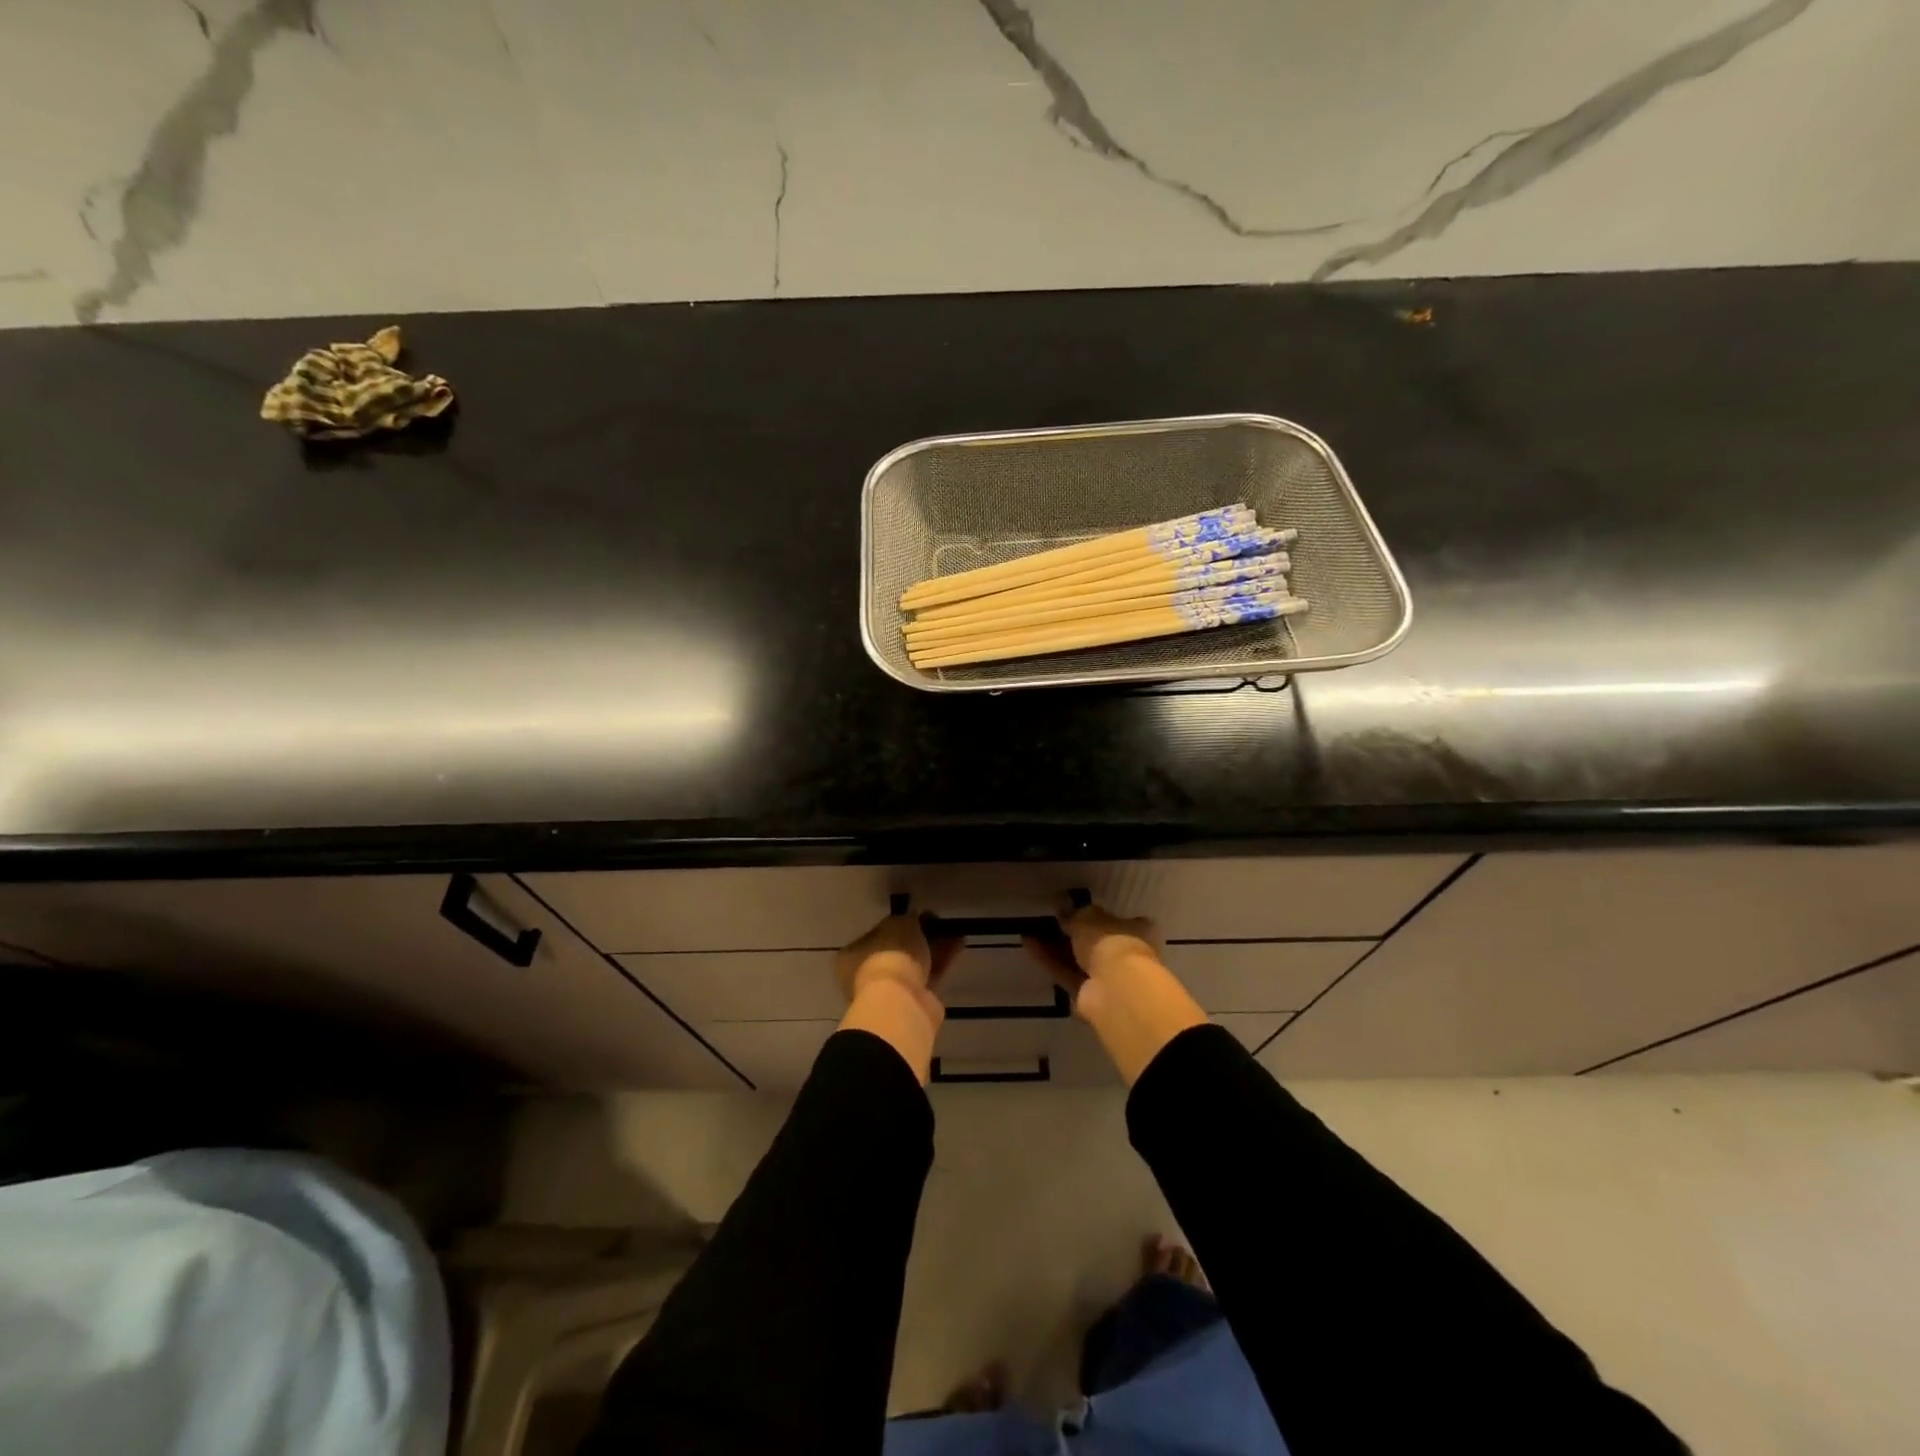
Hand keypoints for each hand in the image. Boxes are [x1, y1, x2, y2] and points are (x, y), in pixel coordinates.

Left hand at [834, 912, 962, 1083]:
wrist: (900, 1002)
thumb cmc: (890, 956)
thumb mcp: (899, 924)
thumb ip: (906, 919)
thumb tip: (913, 918)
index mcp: (853, 956)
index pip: (874, 935)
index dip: (896, 923)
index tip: (916, 915)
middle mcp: (867, 975)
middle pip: (896, 951)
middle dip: (917, 937)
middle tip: (936, 922)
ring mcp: (891, 991)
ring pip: (915, 963)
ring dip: (933, 947)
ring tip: (954, 929)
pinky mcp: (915, 1001)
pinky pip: (930, 975)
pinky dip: (942, 960)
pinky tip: (958, 944)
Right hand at [1024, 898, 1205, 1085]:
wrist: (1115, 989)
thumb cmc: (1111, 942)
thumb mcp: (1088, 917)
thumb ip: (1073, 913)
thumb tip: (1061, 904)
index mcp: (1137, 932)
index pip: (1118, 921)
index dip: (1096, 916)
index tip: (1073, 909)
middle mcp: (1125, 955)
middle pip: (1094, 943)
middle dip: (1071, 933)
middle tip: (1048, 921)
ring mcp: (1107, 979)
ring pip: (1077, 960)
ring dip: (1055, 947)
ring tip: (1030, 930)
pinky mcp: (1088, 996)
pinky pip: (1066, 973)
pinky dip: (1049, 961)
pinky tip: (1029, 944)